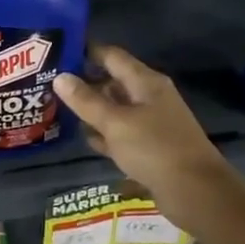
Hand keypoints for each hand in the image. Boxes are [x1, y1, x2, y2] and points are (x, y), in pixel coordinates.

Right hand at [54, 45, 233, 224]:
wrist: (195, 191)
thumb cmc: (154, 148)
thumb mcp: (115, 122)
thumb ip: (86, 101)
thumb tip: (60, 77)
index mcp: (145, 82)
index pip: (111, 56)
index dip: (86, 52)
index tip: (57, 53)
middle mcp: (149, 97)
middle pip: (112, 82)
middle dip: (83, 84)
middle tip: (49, 86)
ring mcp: (151, 123)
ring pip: (115, 109)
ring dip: (91, 111)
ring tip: (58, 110)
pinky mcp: (149, 147)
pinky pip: (121, 133)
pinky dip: (104, 133)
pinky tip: (84, 138)